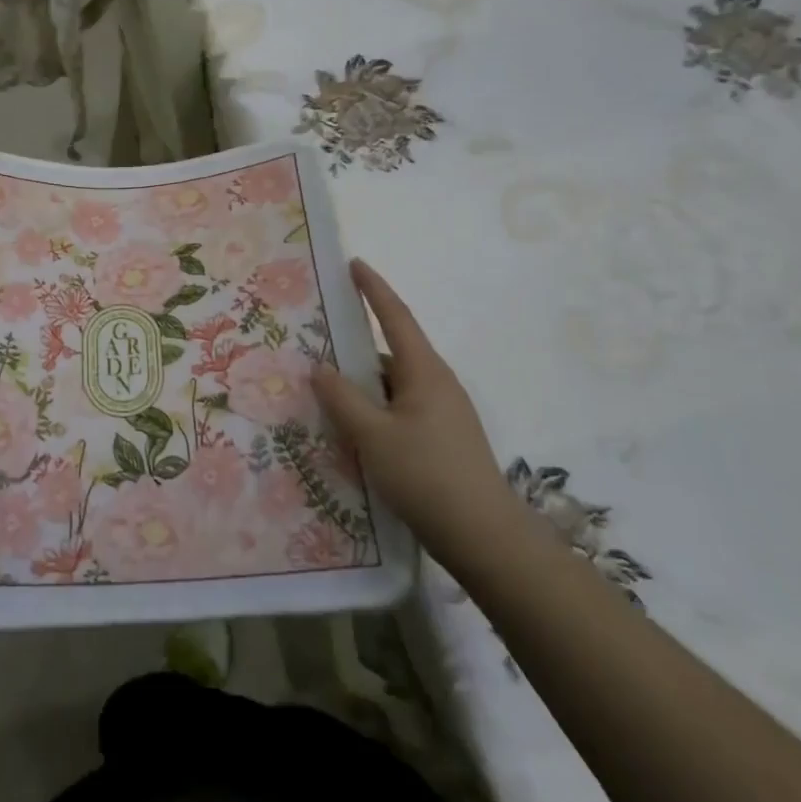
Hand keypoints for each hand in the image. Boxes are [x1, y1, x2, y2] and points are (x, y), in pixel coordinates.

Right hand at [311, 259, 521, 569]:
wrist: (484, 537)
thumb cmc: (427, 476)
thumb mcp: (373, 436)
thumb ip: (342, 399)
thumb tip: (319, 367)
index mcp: (425, 372)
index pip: (395, 317)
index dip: (374, 289)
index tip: (354, 264)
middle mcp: (437, 385)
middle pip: (390, 353)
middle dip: (355, 346)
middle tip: (316, 343)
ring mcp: (442, 414)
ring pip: (392, 386)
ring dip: (361, 385)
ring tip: (323, 392)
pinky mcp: (441, 440)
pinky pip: (398, 410)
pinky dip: (373, 410)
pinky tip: (351, 430)